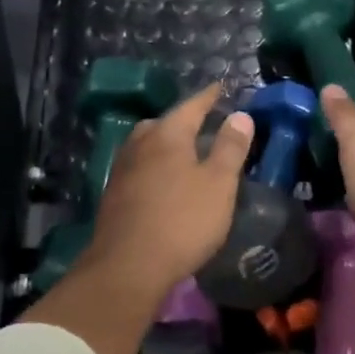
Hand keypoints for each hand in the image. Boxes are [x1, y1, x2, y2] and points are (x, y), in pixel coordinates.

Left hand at [79, 83, 254, 304]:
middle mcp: (140, 143)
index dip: (209, 96)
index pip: (192, 105)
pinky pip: (140, 167)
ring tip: (186, 153)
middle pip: (165, 123)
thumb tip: (240, 115)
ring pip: (148, 145)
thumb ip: (230, 147)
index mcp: (167, 134)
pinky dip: (155, 166)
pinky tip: (164, 182)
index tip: (221, 87)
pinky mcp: (114, 194)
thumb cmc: (182, 221)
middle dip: (185, 121)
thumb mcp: (219, 184)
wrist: (127, 266)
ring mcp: (122, 169)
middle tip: (205, 123)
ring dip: (167, 144)